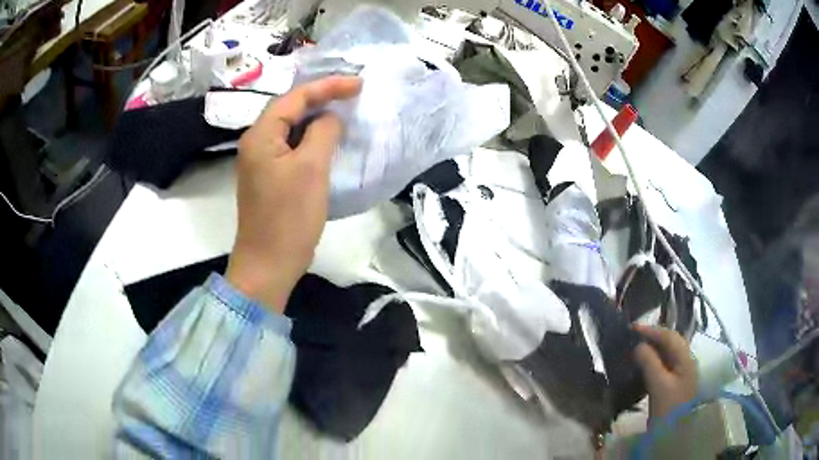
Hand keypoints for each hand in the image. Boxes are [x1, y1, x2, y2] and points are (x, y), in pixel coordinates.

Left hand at [226, 76, 361, 311]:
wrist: (269, 264)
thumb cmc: (288, 217)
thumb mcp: (310, 168)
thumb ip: (322, 132)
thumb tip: (330, 118)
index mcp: (261, 135)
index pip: (294, 98)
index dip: (327, 86)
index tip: (359, 84)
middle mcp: (256, 142)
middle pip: (289, 109)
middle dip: (321, 97)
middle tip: (352, 92)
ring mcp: (262, 161)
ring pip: (291, 128)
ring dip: (317, 117)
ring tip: (344, 108)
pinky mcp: (270, 177)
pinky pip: (292, 146)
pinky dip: (311, 138)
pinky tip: (329, 138)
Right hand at [634, 325, 697, 420]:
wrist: (676, 434)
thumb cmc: (669, 409)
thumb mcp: (659, 386)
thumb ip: (650, 363)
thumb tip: (638, 345)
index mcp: (685, 358)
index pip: (669, 336)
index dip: (651, 330)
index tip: (631, 328)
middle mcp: (686, 361)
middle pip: (670, 342)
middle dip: (652, 337)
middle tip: (632, 337)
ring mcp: (681, 372)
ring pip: (667, 353)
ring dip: (652, 349)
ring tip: (635, 349)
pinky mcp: (675, 383)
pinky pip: (664, 365)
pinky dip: (653, 361)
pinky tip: (642, 365)